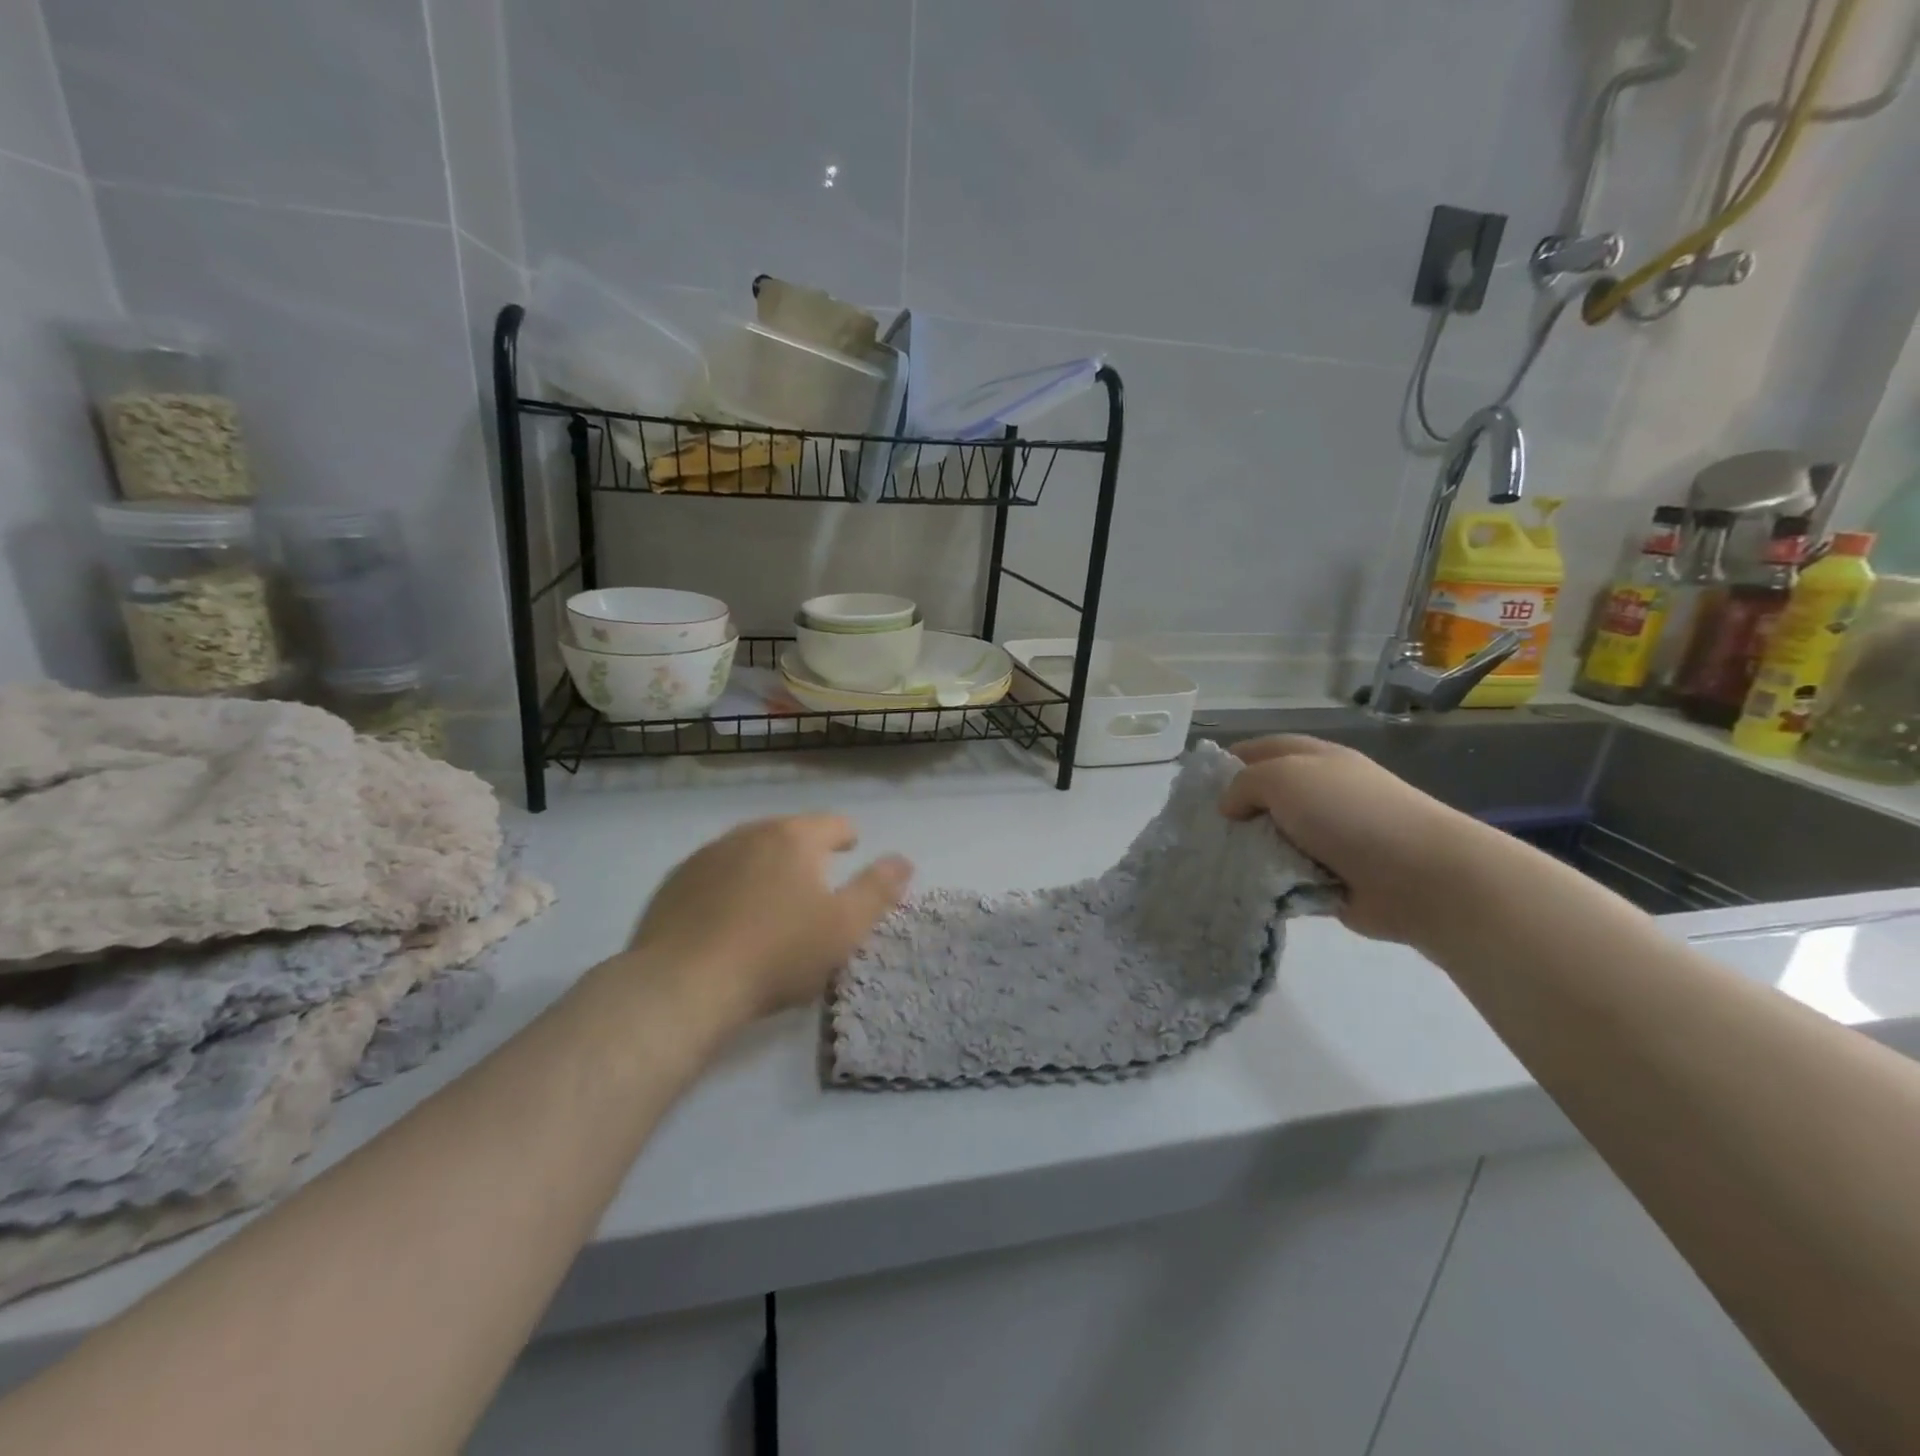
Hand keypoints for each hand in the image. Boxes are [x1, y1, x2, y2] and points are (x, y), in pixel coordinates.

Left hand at [625, 814, 912, 1023]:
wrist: (682, 985)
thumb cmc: (777, 954)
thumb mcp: (844, 927)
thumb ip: (878, 890)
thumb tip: (902, 860)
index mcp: (793, 838)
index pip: (832, 823)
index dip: (847, 835)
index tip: (852, 847)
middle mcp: (749, 834)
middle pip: (788, 832)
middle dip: (805, 850)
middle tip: (816, 878)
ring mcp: (706, 856)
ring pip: (748, 850)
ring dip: (765, 865)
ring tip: (773, 895)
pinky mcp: (674, 883)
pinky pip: (714, 874)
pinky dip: (729, 884)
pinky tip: (728, 915)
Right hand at [1218, 736, 1492, 943]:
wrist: (1420, 875)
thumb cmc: (1349, 813)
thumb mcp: (1284, 777)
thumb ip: (1244, 784)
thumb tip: (1229, 807)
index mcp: (1314, 759)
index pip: (1261, 749)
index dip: (1227, 762)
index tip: (1195, 786)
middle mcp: (1320, 793)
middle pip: (1263, 796)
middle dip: (1231, 810)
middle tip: (1196, 828)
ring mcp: (1328, 837)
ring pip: (1271, 837)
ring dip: (1246, 849)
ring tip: (1209, 861)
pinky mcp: (1331, 877)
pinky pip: (1285, 874)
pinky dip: (1266, 880)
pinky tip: (1240, 886)